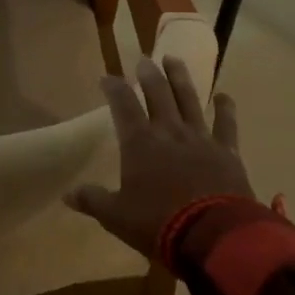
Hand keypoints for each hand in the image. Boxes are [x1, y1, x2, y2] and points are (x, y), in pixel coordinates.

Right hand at [65, 56, 254, 258]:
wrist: (212, 235)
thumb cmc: (158, 223)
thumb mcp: (116, 217)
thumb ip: (93, 200)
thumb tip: (67, 195)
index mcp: (139, 143)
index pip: (123, 105)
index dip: (114, 88)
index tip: (107, 76)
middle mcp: (169, 131)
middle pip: (158, 93)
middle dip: (149, 74)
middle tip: (144, 59)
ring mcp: (200, 138)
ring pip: (188, 99)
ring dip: (180, 77)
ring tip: (173, 59)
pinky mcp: (226, 151)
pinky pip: (226, 124)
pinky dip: (225, 108)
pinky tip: (224, 96)